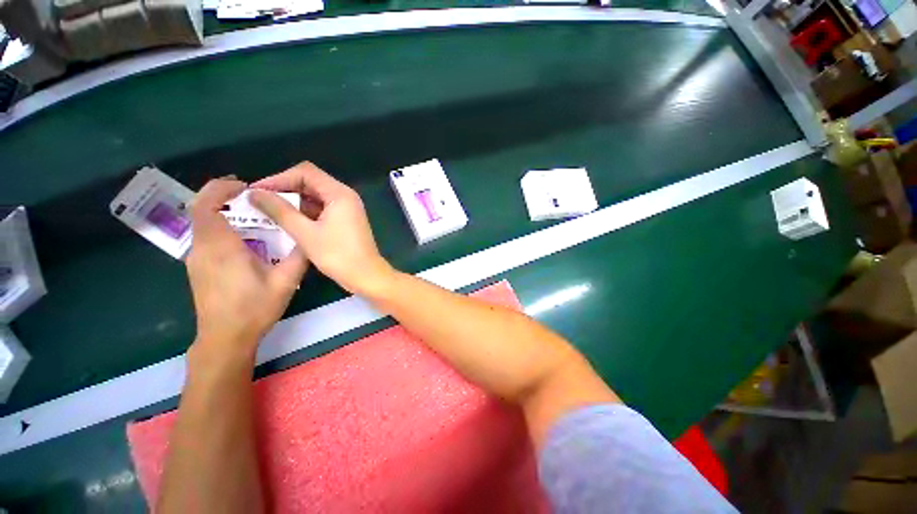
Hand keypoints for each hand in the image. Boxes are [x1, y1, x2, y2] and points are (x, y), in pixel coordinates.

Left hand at [186, 178, 308, 355]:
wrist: (225, 338)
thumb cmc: (254, 309)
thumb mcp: (285, 281)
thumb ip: (299, 256)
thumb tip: (309, 235)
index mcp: (221, 247)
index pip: (207, 205)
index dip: (221, 188)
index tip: (245, 186)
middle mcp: (202, 248)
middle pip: (201, 210)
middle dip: (224, 196)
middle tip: (253, 197)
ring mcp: (197, 259)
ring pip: (202, 223)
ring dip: (224, 212)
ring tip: (253, 216)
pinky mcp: (198, 267)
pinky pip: (206, 236)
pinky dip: (221, 227)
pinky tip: (245, 239)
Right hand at [250, 162, 391, 294]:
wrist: (366, 275)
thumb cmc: (337, 255)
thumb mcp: (305, 233)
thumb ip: (280, 211)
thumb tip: (254, 193)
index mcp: (340, 194)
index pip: (305, 172)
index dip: (279, 178)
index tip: (257, 191)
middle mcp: (345, 196)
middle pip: (311, 182)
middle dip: (284, 189)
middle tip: (259, 201)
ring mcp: (347, 208)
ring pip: (315, 197)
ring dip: (293, 202)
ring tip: (268, 211)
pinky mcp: (346, 220)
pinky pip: (322, 209)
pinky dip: (305, 212)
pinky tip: (287, 221)